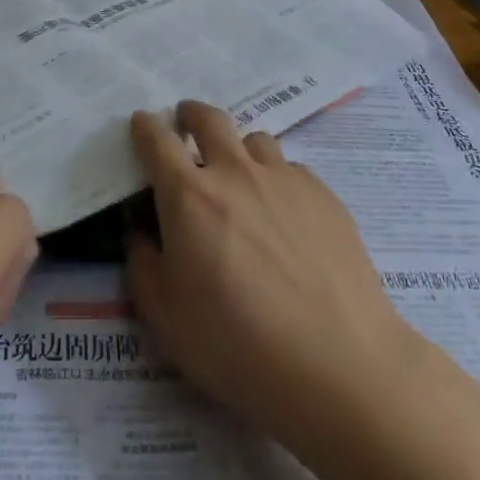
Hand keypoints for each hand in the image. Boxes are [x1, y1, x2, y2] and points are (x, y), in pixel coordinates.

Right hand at [125, 102, 421, 452]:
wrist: (338, 364)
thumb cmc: (238, 346)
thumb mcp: (166, 318)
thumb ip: (144, 266)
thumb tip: (142, 234)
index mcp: (189, 196)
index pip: (157, 141)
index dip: (145, 127)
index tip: (141, 123)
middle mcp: (235, 173)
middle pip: (210, 119)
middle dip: (191, 114)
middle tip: (186, 122)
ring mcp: (284, 179)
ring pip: (254, 140)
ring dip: (238, 149)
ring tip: (240, 176)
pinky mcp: (324, 195)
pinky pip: (291, 170)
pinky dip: (277, 180)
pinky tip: (286, 216)